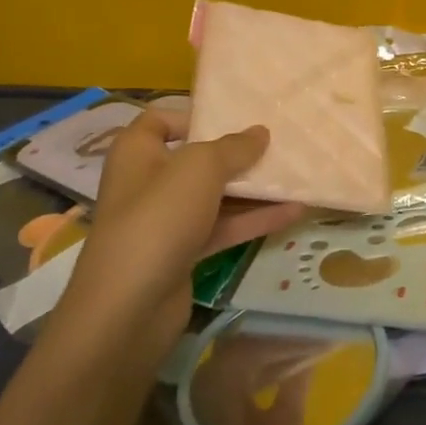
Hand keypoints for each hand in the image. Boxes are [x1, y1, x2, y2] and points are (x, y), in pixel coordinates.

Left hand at [55, 106, 302, 366]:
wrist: (129, 308)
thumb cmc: (158, 219)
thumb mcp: (200, 169)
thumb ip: (234, 147)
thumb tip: (260, 133)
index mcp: (138, 153)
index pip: (160, 120)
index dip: (194, 116)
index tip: (235, 117)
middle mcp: (149, 182)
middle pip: (197, 158)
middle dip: (237, 153)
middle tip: (279, 145)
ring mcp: (166, 221)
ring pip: (215, 195)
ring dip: (253, 188)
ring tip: (296, 176)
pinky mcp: (184, 252)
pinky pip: (224, 227)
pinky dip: (254, 219)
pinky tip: (294, 212)